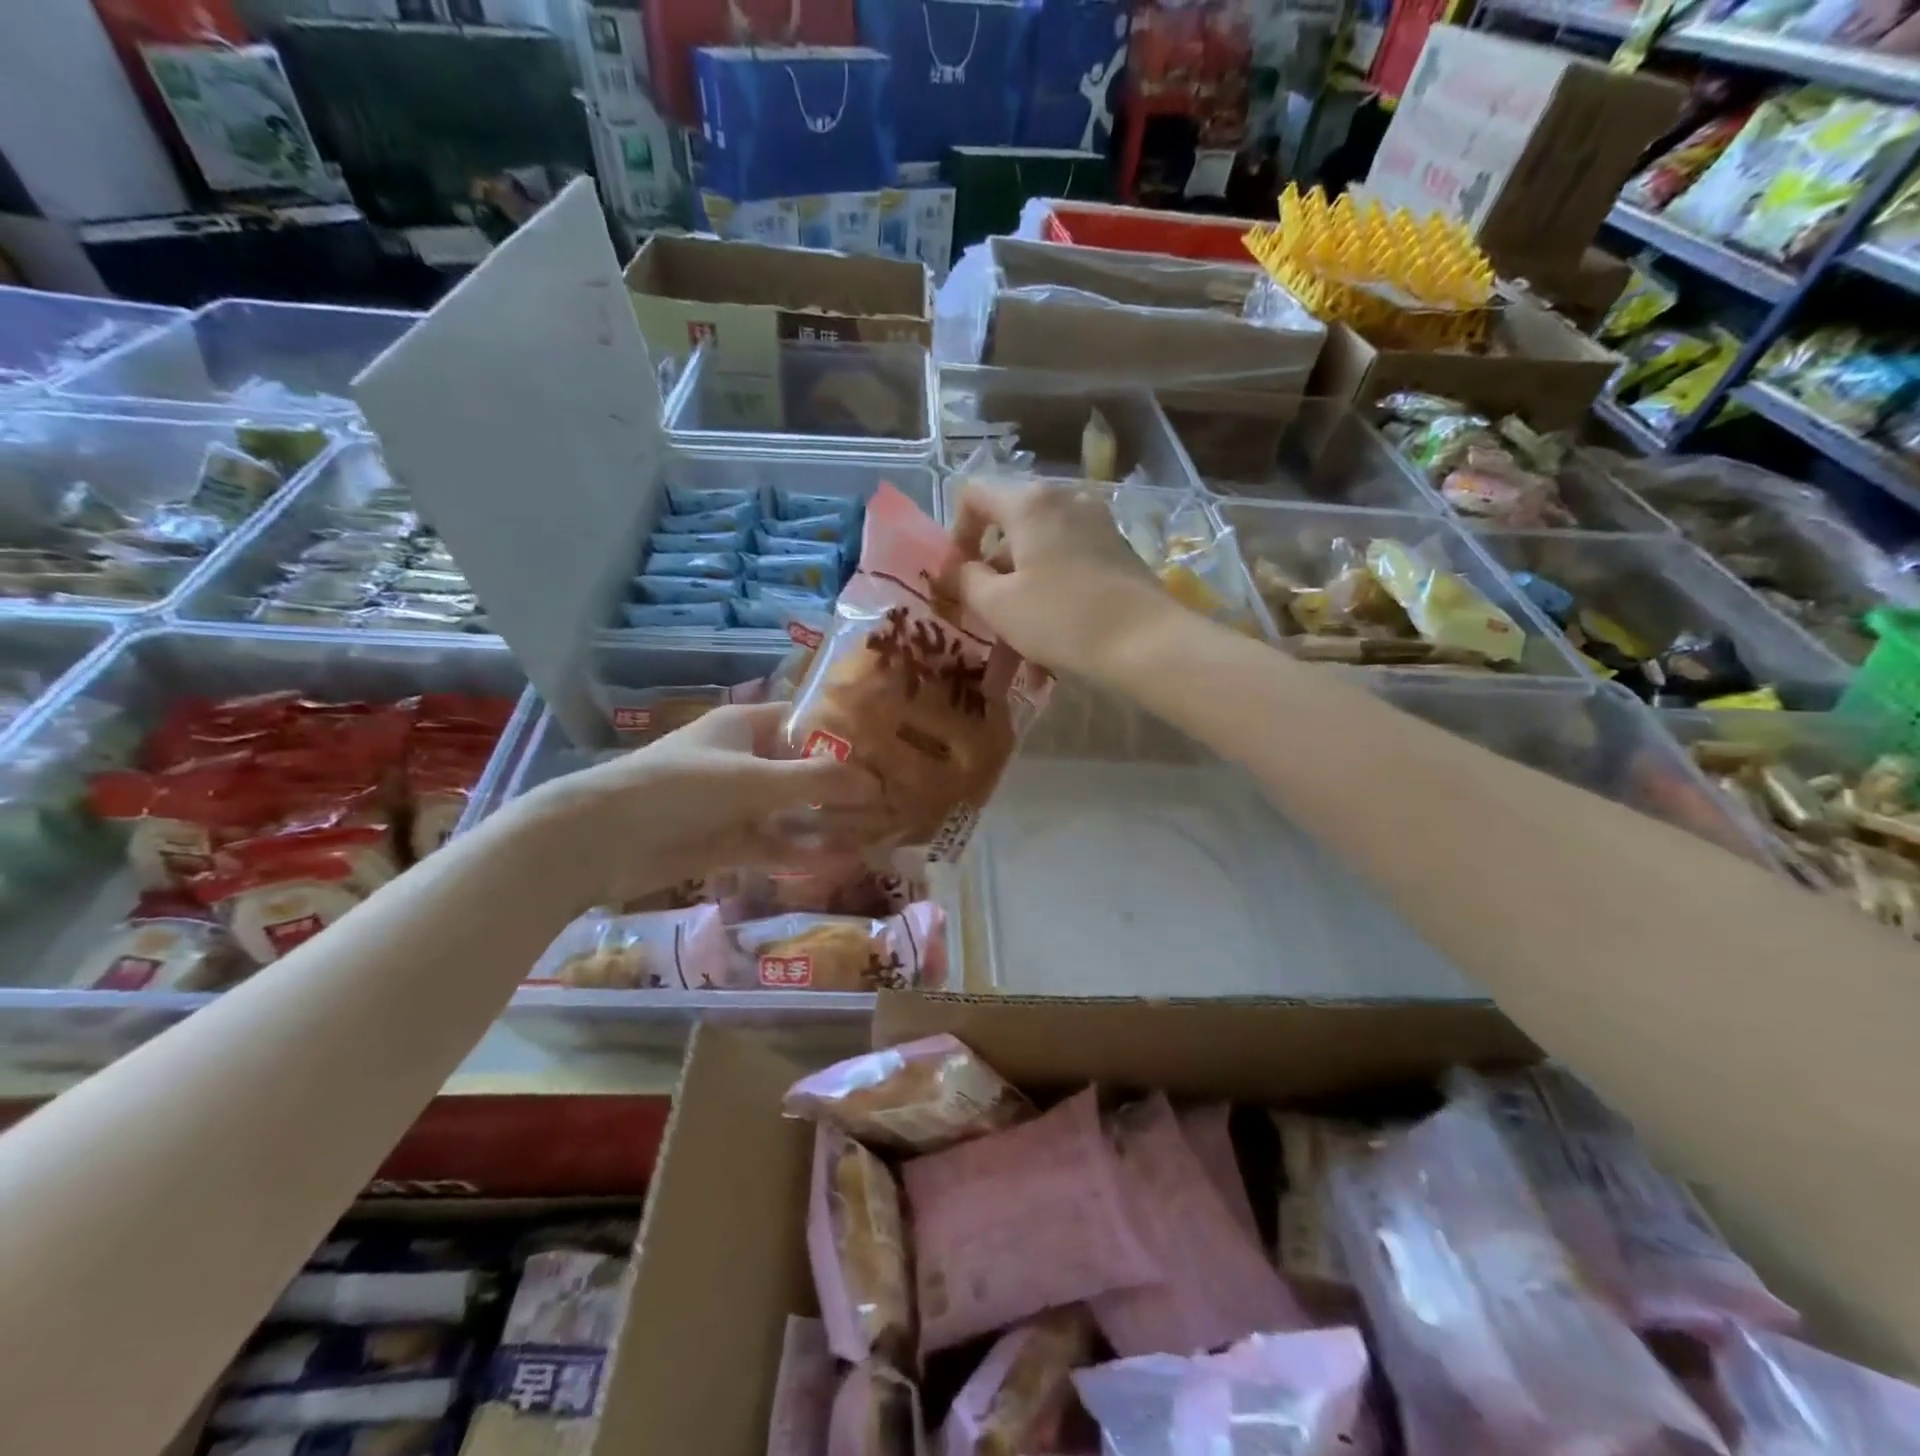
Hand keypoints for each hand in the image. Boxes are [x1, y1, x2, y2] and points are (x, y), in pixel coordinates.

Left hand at [514, 703, 883, 911]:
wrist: (606, 839)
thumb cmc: (683, 787)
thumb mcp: (755, 779)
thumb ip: (817, 782)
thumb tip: (876, 785)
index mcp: (744, 726)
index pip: (803, 721)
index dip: (841, 732)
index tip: (883, 746)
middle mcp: (743, 760)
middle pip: (802, 769)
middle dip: (840, 783)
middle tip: (890, 795)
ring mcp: (734, 804)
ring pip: (791, 811)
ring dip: (826, 821)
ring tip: (876, 831)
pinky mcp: (726, 842)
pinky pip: (773, 845)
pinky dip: (801, 852)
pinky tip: (838, 861)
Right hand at [950, 480, 1178, 681]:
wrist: (1147, 642)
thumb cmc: (1061, 617)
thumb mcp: (998, 605)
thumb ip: (965, 581)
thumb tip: (954, 569)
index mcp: (1030, 503)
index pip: (974, 495)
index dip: (956, 534)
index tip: (958, 577)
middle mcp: (1064, 501)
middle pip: (1010, 535)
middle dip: (992, 585)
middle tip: (984, 628)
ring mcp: (1096, 527)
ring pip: (1039, 563)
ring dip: (1020, 608)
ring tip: (1017, 664)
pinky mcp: (1117, 554)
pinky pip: (1068, 574)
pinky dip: (1051, 606)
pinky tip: (1048, 661)